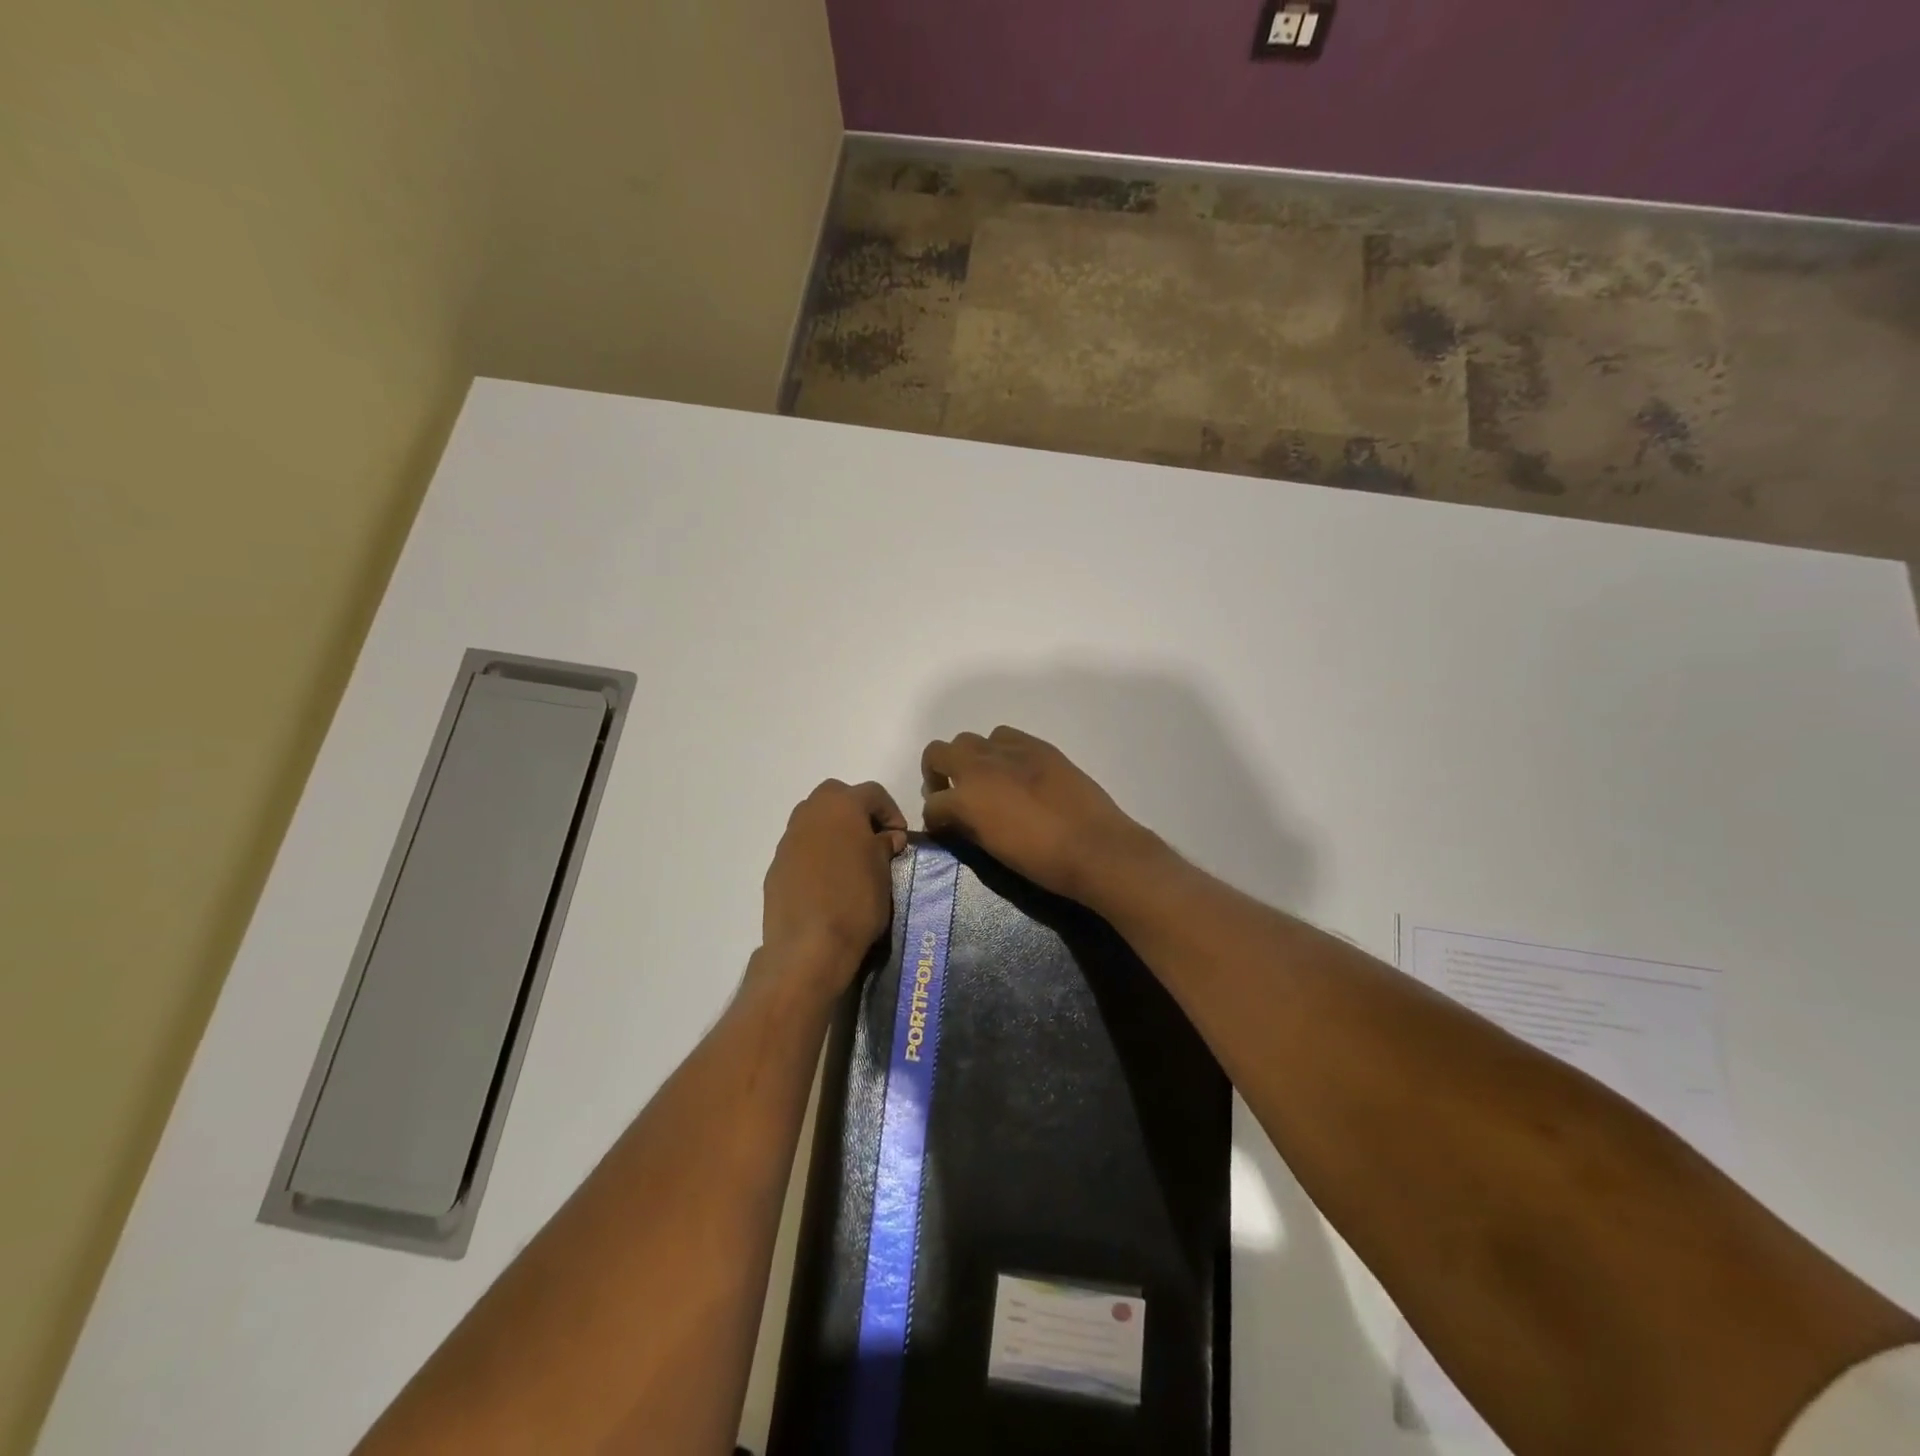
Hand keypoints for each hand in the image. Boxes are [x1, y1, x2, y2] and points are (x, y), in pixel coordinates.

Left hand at [760, 780, 907, 990]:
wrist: (808, 946)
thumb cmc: (856, 901)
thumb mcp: (883, 871)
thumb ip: (884, 846)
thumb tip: (887, 837)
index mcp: (841, 806)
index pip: (872, 792)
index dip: (891, 811)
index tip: (899, 838)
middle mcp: (810, 813)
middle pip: (836, 795)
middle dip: (856, 810)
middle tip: (872, 838)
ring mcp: (788, 840)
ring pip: (813, 819)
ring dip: (833, 830)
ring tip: (850, 860)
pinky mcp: (776, 866)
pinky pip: (801, 848)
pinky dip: (816, 854)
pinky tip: (828, 881)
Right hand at [920, 727, 1168, 908]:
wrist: (1095, 847)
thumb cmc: (1041, 860)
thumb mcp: (993, 849)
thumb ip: (968, 828)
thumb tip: (957, 821)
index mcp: (966, 798)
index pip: (932, 803)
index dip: (934, 817)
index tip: (942, 827)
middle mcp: (981, 765)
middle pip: (938, 752)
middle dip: (937, 773)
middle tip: (952, 794)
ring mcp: (1010, 750)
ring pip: (970, 740)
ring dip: (968, 758)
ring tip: (985, 780)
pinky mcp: (1038, 746)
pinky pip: (1005, 737)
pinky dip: (999, 751)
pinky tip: (1014, 771)